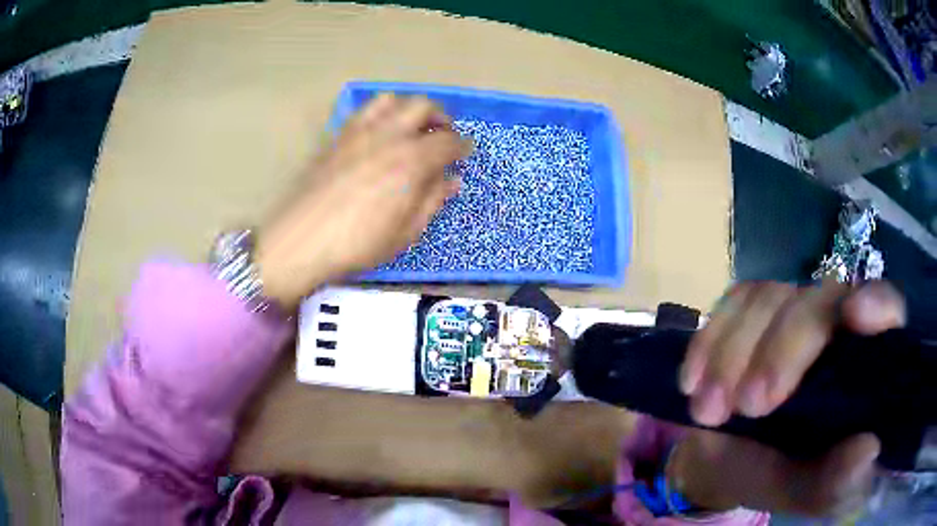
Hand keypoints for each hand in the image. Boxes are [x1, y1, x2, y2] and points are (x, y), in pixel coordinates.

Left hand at [255, 94, 472, 309]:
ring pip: (392, 99)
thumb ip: (432, 200)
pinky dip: (381, 113)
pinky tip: (380, 133)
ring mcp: (360, 131)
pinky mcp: (338, 135)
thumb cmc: (358, 243)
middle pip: (423, 106)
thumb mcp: (406, 232)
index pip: (448, 142)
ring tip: (411, 127)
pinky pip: (365, 110)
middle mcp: (389, 135)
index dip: (462, 146)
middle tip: (443, 134)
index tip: (465, 152)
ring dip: (409, 108)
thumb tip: (452, 179)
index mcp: (412, 160)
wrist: (302, 240)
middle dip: (440, 117)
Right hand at [672, 280, 905, 515]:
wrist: (727, 466)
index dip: (877, 304)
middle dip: (781, 351)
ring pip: (770, 297)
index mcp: (864, 365)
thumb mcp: (807, 492)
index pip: (889, 310)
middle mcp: (836, 325)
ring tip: (707, 411)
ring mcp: (793, 312)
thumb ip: (835, 479)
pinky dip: (709, 340)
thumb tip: (867, 451)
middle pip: (820, 300)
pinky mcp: (752, 314)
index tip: (855, 317)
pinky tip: (692, 381)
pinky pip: (731, 303)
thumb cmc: (781, 478)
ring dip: (732, 355)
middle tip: (746, 407)